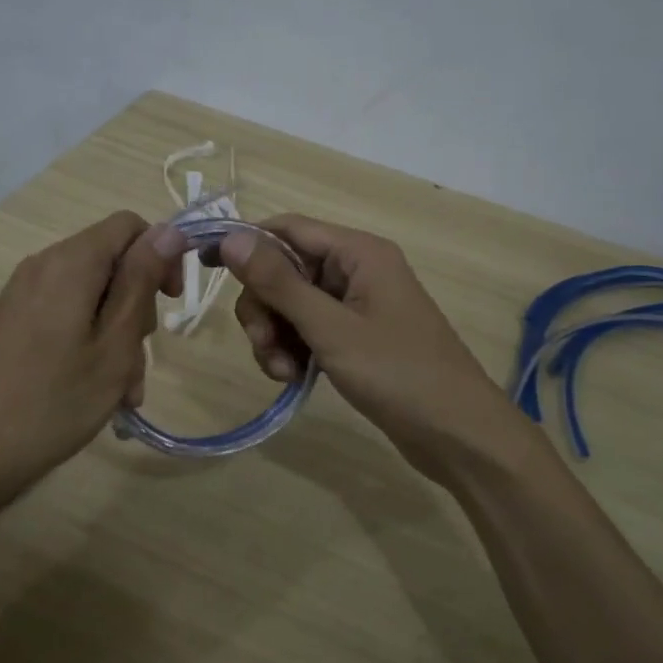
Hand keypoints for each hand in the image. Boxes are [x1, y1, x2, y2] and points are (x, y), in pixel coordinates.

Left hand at [0, 212, 184, 501]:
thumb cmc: (55, 401)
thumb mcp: (116, 343)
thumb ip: (142, 280)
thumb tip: (170, 229)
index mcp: (71, 262)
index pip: (130, 226)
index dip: (160, 255)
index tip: (171, 302)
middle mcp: (45, 265)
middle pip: (112, 262)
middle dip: (138, 308)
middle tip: (139, 361)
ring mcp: (25, 294)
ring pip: (94, 296)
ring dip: (118, 336)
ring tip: (123, 392)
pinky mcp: (15, 321)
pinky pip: (68, 315)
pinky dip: (91, 343)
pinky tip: (97, 390)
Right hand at [215, 215, 539, 485]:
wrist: (457, 433)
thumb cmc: (398, 373)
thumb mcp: (331, 328)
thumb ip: (279, 283)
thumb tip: (231, 237)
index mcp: (358, 253)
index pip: (287, 229)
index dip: (246, 244)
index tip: (204, 267)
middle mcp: (355, 270)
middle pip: (285, 270)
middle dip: (264, 308)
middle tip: (263, 346)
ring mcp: (355, 306)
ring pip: (291, 305)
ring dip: (276, 335)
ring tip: (284, 373)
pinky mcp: (355, 337)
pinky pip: (308, 330)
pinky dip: (293, 350)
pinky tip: (294, 378)